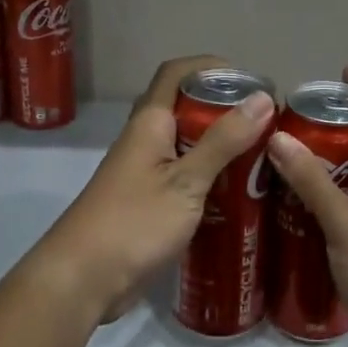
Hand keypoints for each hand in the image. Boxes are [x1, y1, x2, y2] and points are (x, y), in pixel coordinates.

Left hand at [26, 55, 274, 323]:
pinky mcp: (147, 204)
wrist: (81, 280)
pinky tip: (238, 195)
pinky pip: (183, 177)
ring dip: (220, 146)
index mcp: (149, 123)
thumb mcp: (186, 181)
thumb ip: (223, 141)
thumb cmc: (133, 223)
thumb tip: (262, 98)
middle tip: (266, 124)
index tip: (250, 80)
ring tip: (262, 156)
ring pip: (186, 145)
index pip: (176, 73)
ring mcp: (143, 174)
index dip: (211, 66)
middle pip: (184, 108)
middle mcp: (144, 141)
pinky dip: (210, 178)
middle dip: (223, 109)